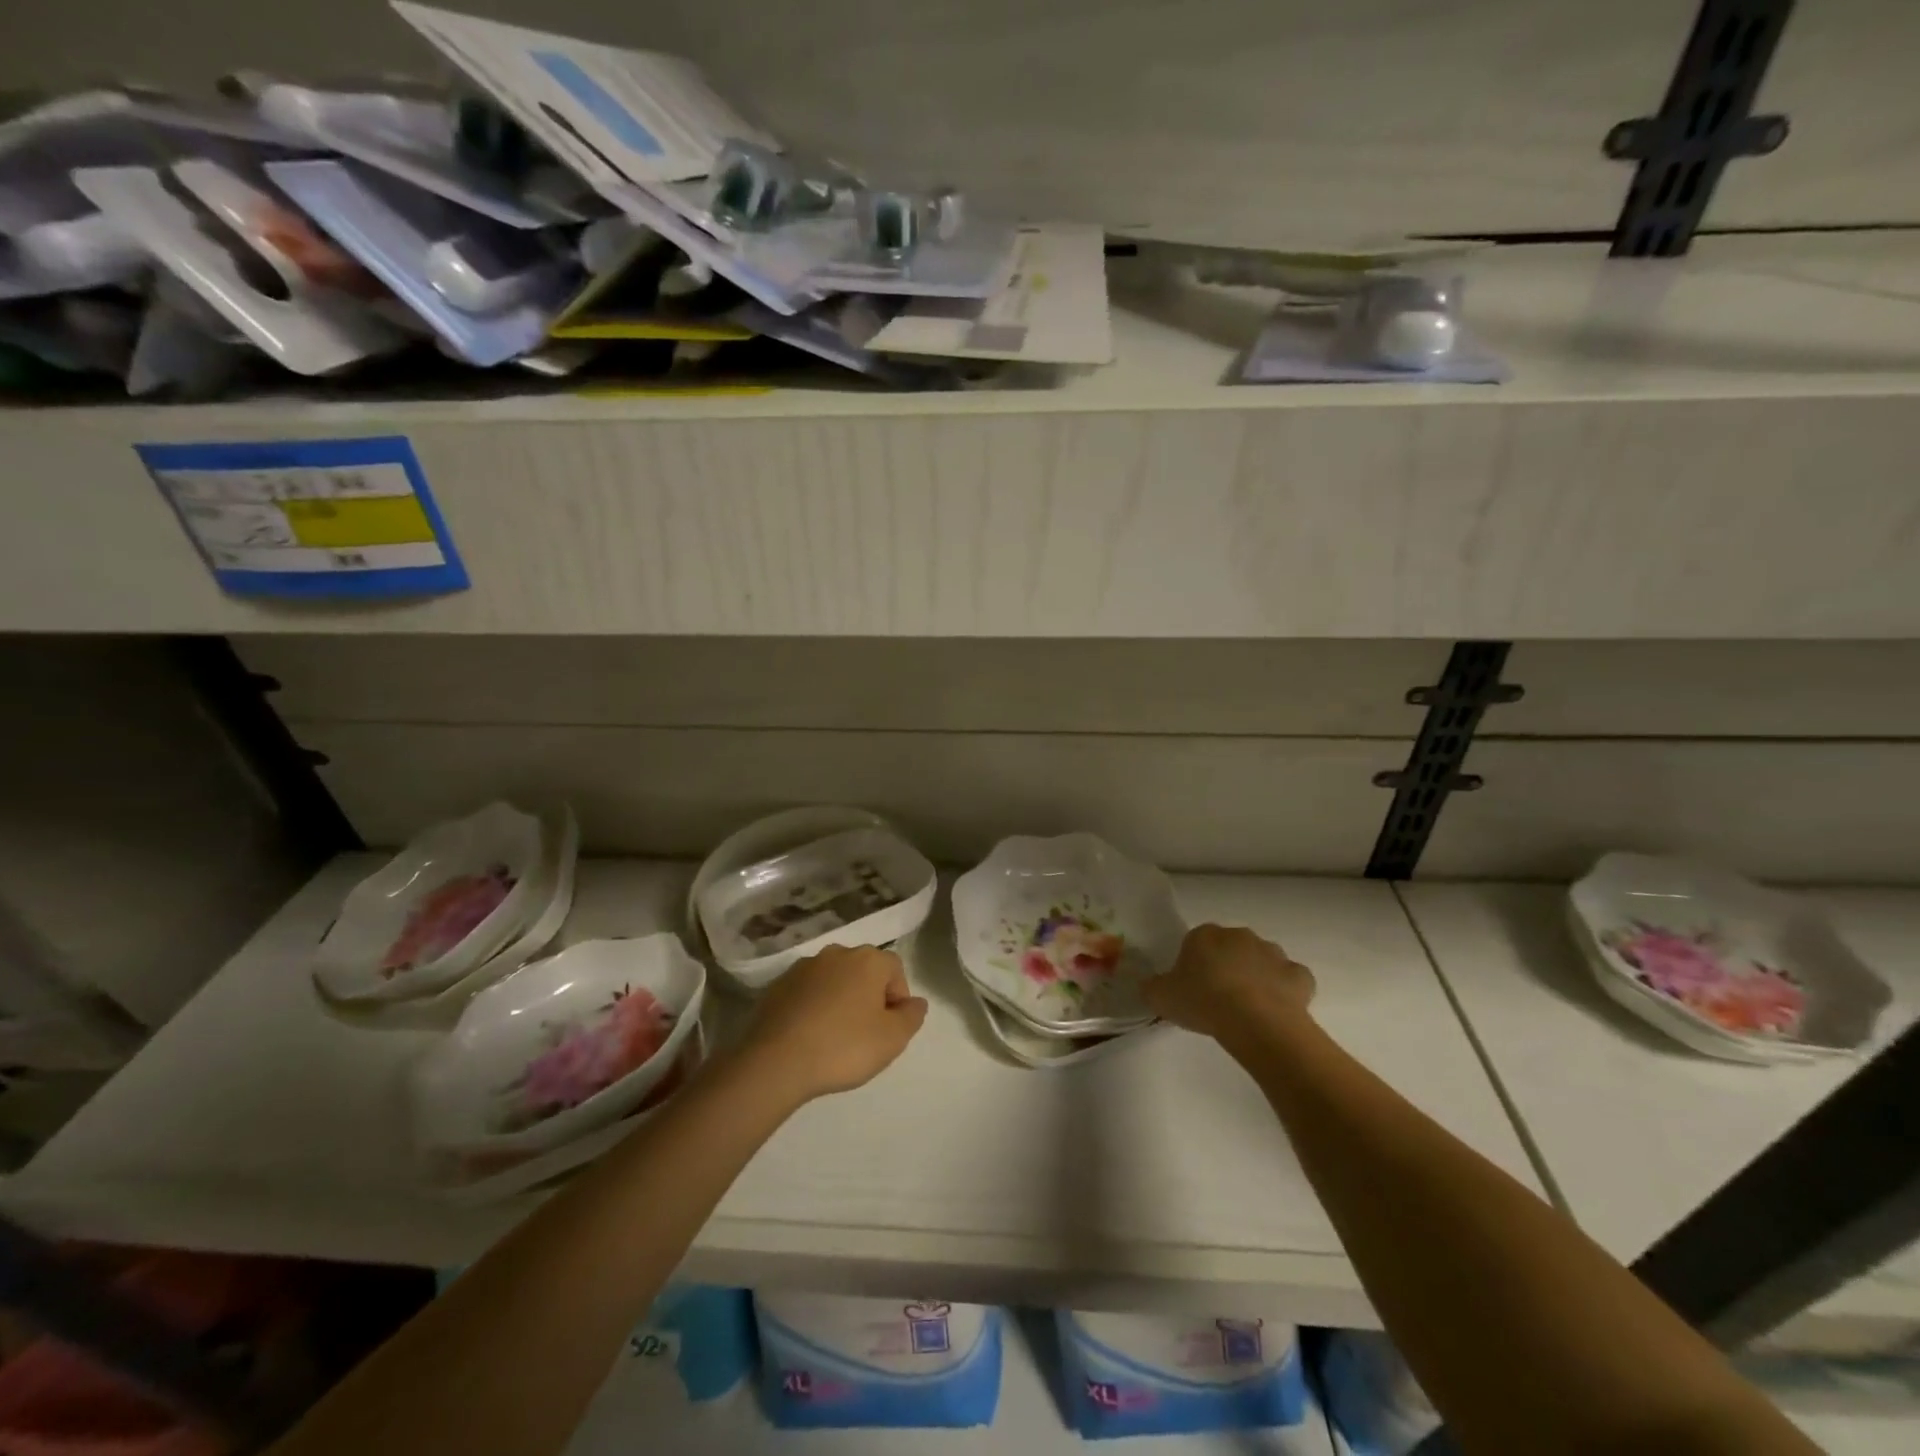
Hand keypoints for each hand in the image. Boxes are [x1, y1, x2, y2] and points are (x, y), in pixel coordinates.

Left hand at [736, 945, 928, 1104]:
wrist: (775, 1061)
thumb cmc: (843, 1047)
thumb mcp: (892, 1039)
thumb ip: (912, 1016)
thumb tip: (915, 1002)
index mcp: (868, 959)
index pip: (895, 970)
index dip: (897, 999)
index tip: (889, 1029)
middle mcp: (836, 953)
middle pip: (864, 972)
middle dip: (868, 997)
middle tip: (865, 1034)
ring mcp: (804, 967)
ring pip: (834, 981)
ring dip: (839, 1000)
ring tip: (834, 1037)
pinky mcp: (778, 985)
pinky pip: (807, 992)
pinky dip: (813, 1007)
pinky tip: (809, 1036)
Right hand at [1144, 924, 1315, 1040]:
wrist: (1255, 1021)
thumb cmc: (1203, 1002)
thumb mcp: (1160, 997)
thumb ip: (1153, 988)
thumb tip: (1151, 986)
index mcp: (1204, 935)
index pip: (1195, 943)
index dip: (1193, 965)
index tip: (1192, 988)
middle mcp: (1239, 935)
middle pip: (1230, 948)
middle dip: (1226, 966)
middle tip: (1219, 998)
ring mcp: (1272, 953)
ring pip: (1262, 960)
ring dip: (1256, 976)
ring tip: (1248, 1008)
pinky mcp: (1298, 975)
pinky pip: (1290, 980)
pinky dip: (1285, 991)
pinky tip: (1276, 1010)